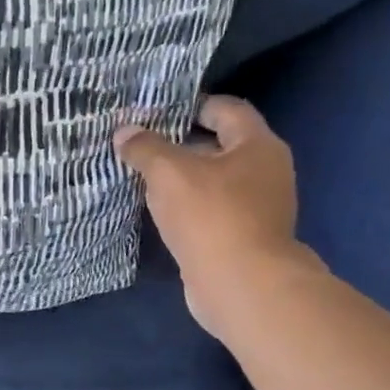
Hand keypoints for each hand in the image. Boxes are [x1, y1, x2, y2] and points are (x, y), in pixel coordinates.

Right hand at [115, 96, 312, 338]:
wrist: (241, 284)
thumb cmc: (211, 216)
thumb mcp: (169, 173)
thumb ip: (145, 148)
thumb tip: (125, 132)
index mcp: (258, 145)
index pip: (226, 109)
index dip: (192, 105)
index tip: (156, 111)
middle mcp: (265, 171)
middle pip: (219, 146)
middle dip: (181, 144)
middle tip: (141, 146)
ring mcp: (257, 207)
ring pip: (213, 181)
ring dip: (181, 180)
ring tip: (141, 179)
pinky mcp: (243, 237)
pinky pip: (211, 211)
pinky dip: (187, 208)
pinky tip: (158, 213)